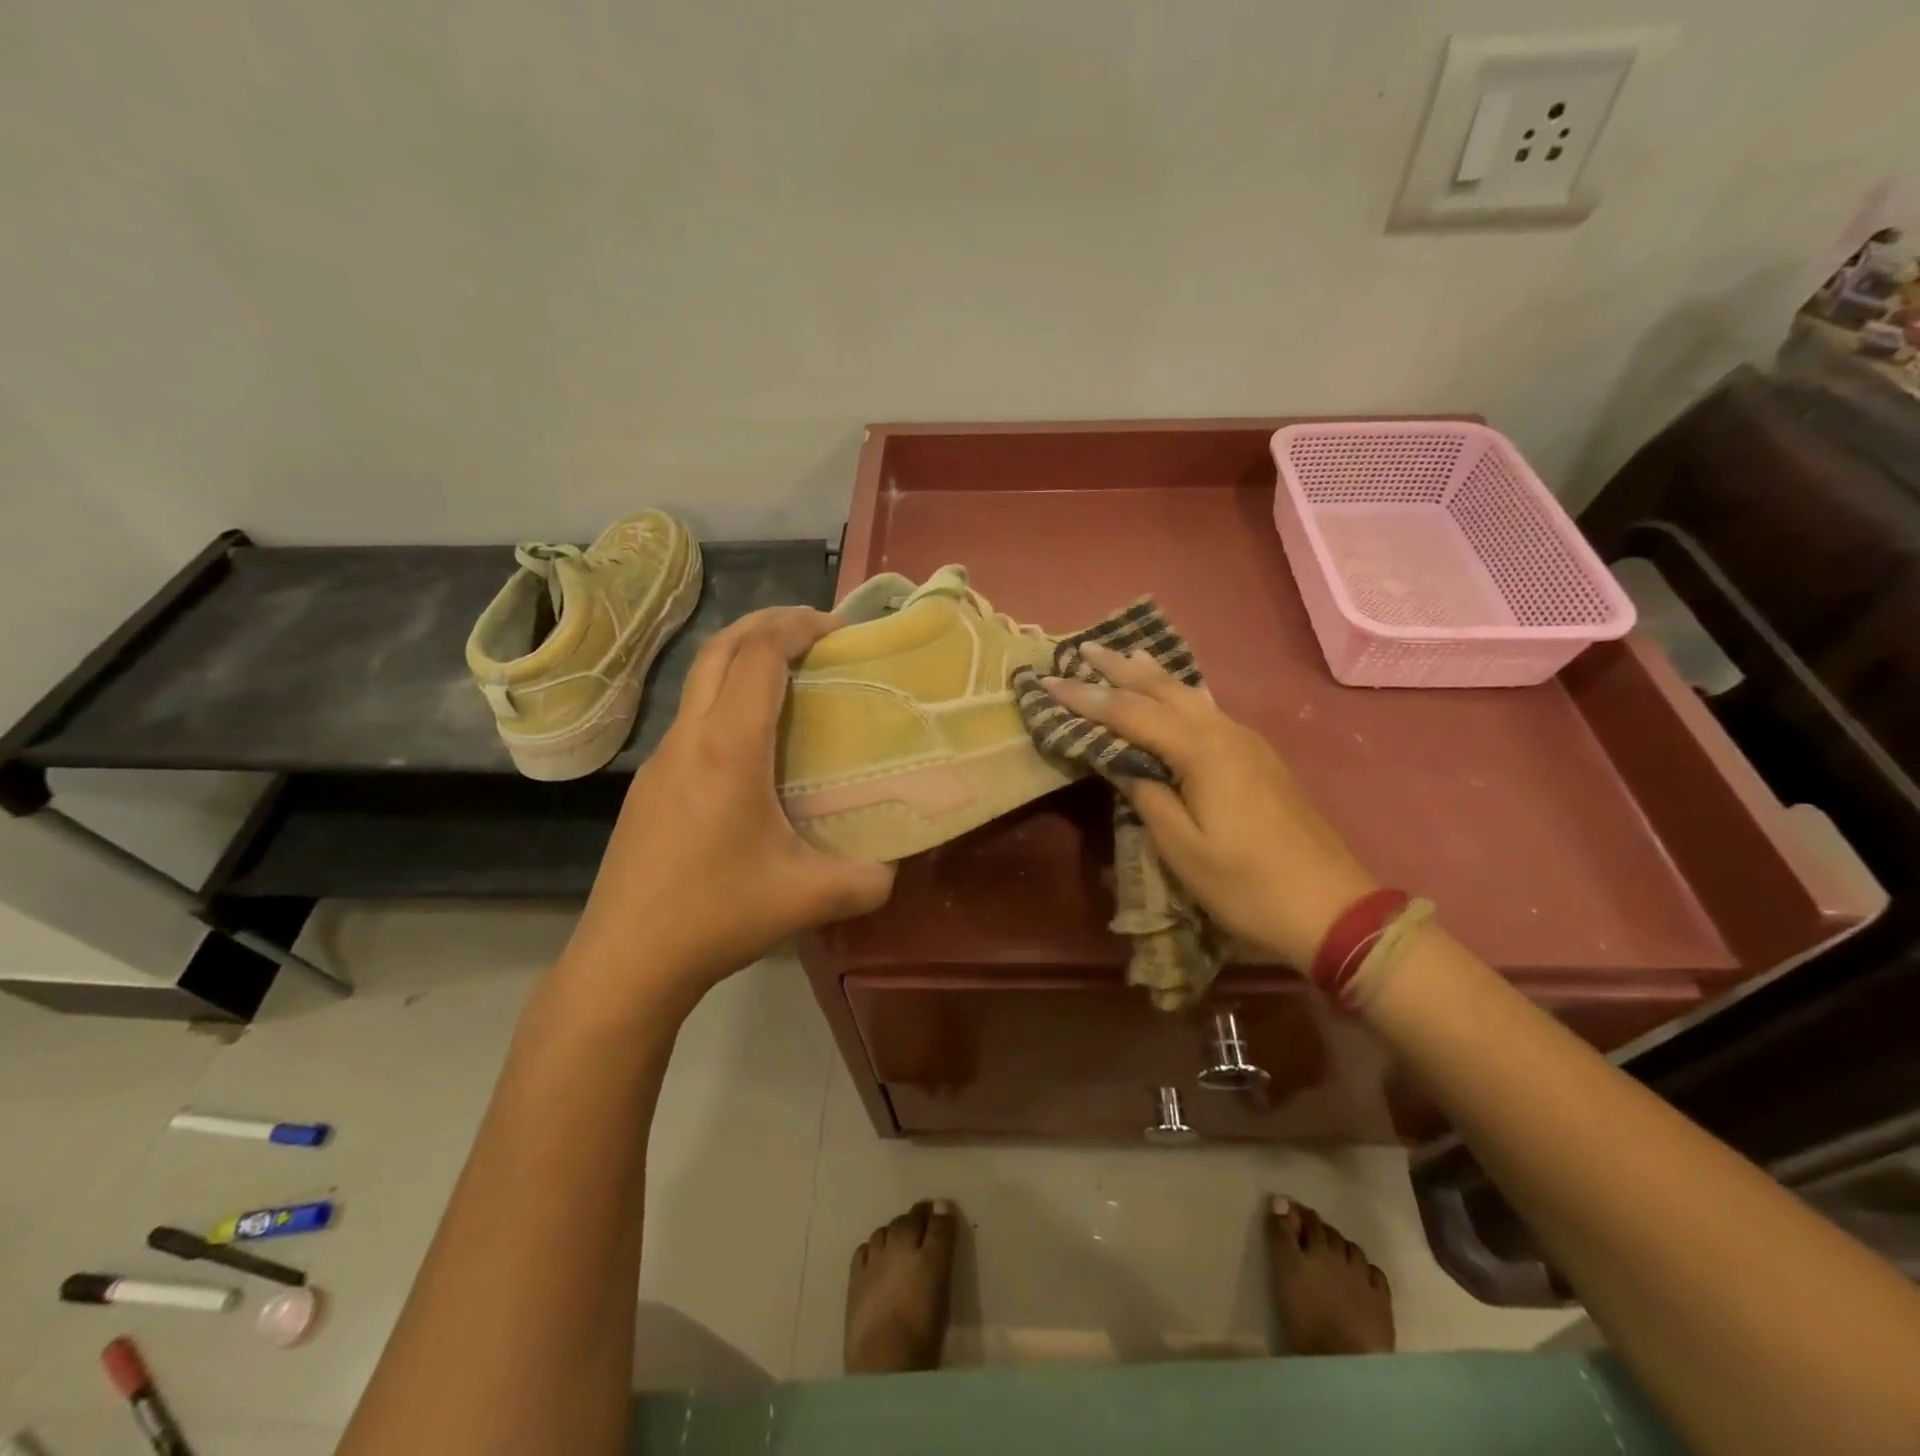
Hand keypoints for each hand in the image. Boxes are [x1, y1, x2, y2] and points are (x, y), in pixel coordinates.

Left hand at [561, 607, 894, 1009]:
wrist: (625, 960)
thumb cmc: (715, 916)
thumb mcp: (807, 898)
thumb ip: (866, 880)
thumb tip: (893, 868)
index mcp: (728, 749)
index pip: (759, 656)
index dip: (798, 626)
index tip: (837, 628)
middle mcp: (689, 738)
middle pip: (721, 648)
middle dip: (767, 622)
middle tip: (814, 630)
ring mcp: (660, 759)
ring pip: (699, 680)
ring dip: (741, 657)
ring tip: (788, 675)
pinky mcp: (649, 784)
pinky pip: (691, 716)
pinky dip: (725, 697)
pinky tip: (751, 741)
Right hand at [1044, 642, 1376, 970]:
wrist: (1331, 907)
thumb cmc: (1247, 885)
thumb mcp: (1184, 849)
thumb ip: (1147, 796)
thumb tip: (1119, 761)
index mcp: (1203, 752)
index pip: (1131, 714)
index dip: (1087, 698)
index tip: (1048, 681)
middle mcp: (1225, 733)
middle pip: (1163, 690)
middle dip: (1120, 669)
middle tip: (1083, 649)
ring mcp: (1246, 742)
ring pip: (1189, 695)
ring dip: (1150, 676)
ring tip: (1122, 655)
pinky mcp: (1257, 757)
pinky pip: (1206, 710)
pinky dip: (1177, 695)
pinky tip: (1170, 694)